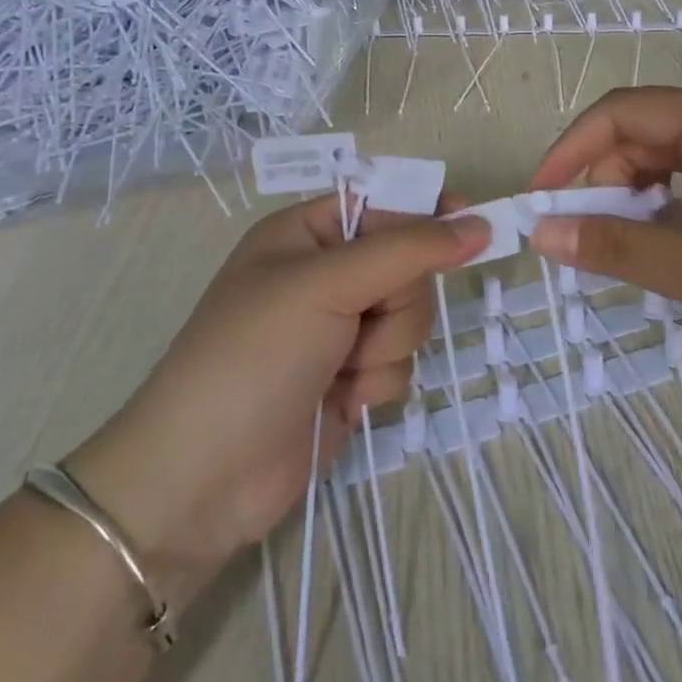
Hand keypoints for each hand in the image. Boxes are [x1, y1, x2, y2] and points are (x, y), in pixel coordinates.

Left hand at [66, 195, 485, 610]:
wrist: (203, 478)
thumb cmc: (255, 355)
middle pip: (405, 266)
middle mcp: (323, 275)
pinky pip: (397, 362)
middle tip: (362, 321)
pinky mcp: (348, 379)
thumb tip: (478, 223)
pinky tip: (341, 400)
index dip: (426, 212)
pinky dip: (376, 381)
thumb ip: (407, 250)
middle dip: (396, 300)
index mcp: (304, 233)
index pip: (382, 203)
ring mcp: (336, 330)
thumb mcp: (327, 285)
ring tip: (342, 369)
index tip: (473, 224)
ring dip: (385, 346)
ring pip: (408, 318)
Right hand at [525, 88, 681, 395]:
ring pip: (669, 158)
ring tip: (617, 246)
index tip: (540, 199)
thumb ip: (620, 250)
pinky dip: (665, 208)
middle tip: (578, 235)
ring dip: (632, 195)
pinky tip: (660, 245)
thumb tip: (541, 234)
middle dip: (601, 177)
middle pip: (645, 132)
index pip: (625, 112)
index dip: (572, 149)